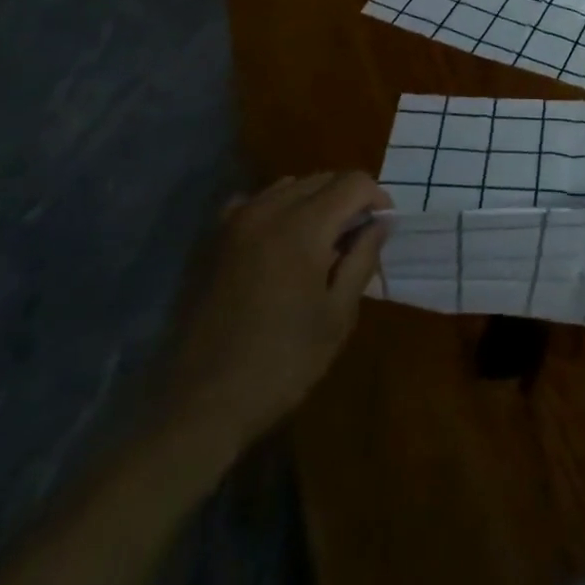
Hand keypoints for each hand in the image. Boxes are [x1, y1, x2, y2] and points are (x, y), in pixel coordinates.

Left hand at [159, 171, 389, 459]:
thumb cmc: (283, 363)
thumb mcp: (338, 315)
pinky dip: (275, 210)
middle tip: (357, 238)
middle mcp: (268, 211)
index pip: (353, 183)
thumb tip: (381, 223)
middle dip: (348, 198)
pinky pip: (252, 203)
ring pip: (288, 187)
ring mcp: (234, 223)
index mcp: (304, 226)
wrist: (202, 406)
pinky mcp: (211, 242)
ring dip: (314, 201)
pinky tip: (278, 243)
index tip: (383, 227)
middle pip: (322, 178)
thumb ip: (363, 259)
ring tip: (321, 240)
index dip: (377, 198)